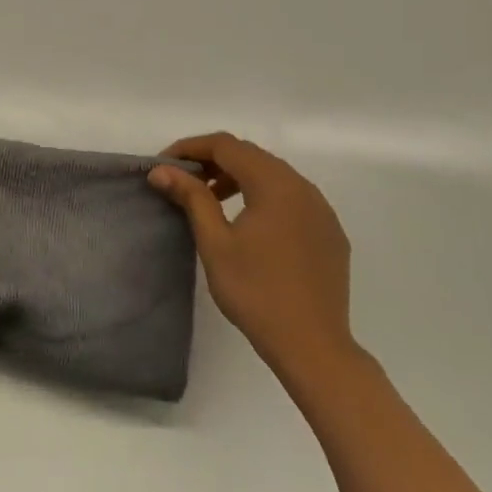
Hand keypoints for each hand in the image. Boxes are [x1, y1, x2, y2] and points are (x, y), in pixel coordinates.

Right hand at [149, 133, 355, 383]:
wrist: (312, 345)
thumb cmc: (255, 292)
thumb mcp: (215, 242)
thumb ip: (192, 198)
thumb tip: (162, 170)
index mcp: (275, 185)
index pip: (227, 146)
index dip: (191, 148)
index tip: (165, 165)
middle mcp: (303, 188)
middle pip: (252, 156)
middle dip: (214, 161)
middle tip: (183, 181)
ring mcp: (322, 210)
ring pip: (274, 176)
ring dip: (238, 178)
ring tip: (211, 200)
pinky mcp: (330, 232)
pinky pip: (292, 198)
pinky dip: (263, 197)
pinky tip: (249, 224)